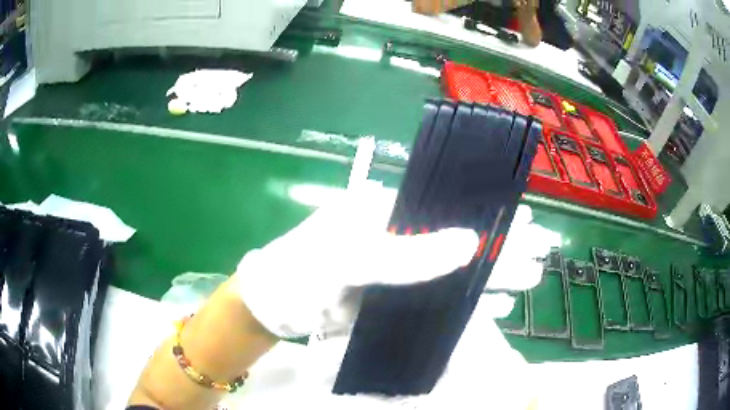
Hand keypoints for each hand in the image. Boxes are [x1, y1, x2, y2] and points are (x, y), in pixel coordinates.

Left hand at [234, 181, 479, 337]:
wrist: (272, 312)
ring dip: (451, 282)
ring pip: (429, 270)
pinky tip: (458, 310)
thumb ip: (407, 255)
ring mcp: (385, 263)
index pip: (434, 207)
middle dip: (462, 257)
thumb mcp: (351, 260)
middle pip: (434, 240)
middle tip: (499, 273)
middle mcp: (386, 230)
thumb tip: (470, 242)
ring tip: (488, 293)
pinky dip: (433, 303)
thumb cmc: (301, 273)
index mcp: (378, 207)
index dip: (463, 222)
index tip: (494, 241)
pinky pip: (416, 295)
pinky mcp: (383, 291)